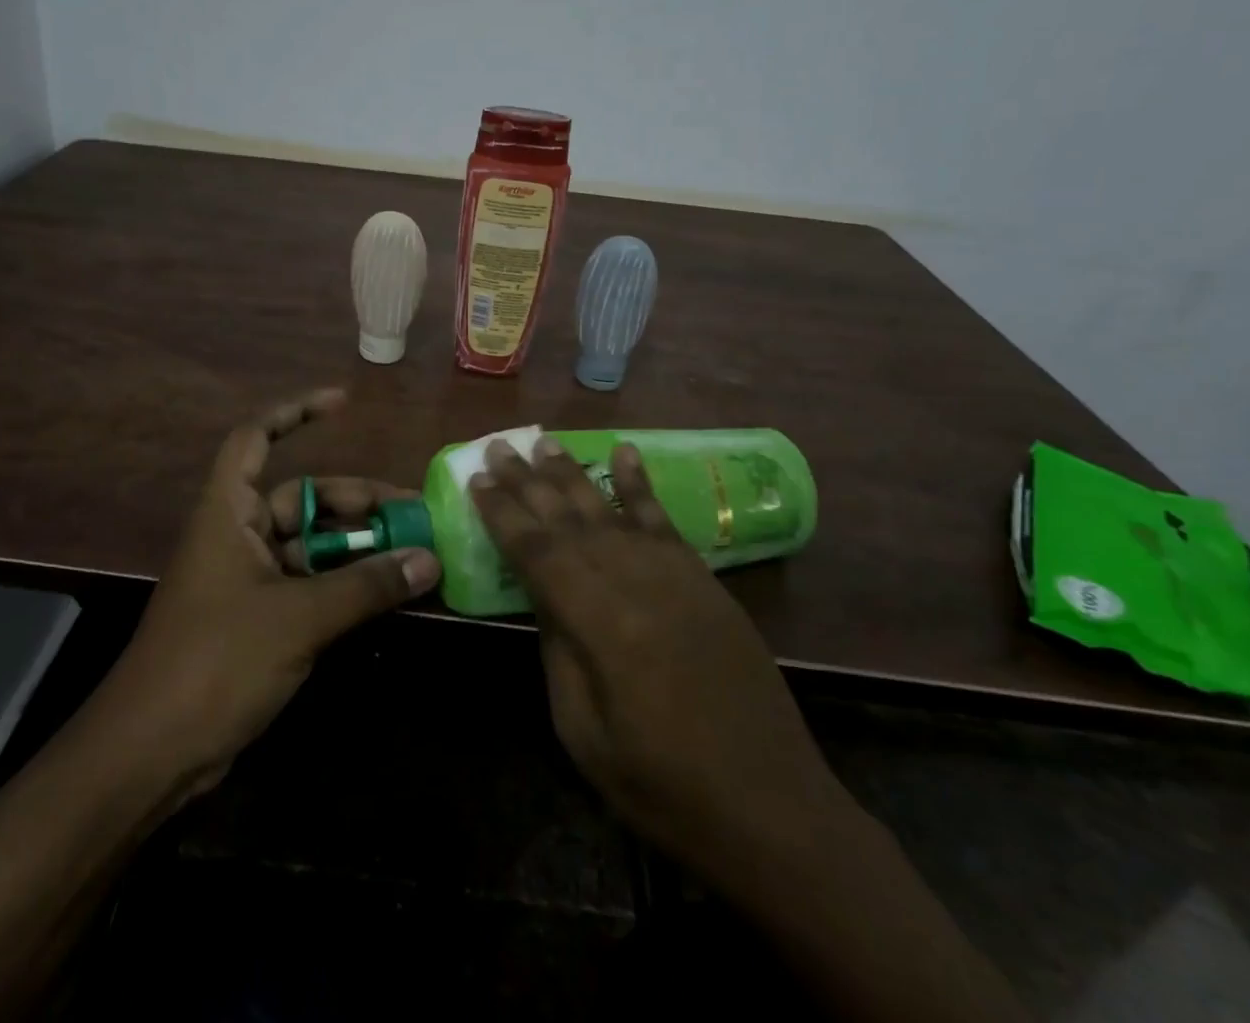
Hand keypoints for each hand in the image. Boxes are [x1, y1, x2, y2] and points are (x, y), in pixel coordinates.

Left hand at [87, 389, 440, 804]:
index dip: (296, 412)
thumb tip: (430, 559)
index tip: (344, 403)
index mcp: (228, 512)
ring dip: (357, 547)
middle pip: (301, 498)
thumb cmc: (215, 662)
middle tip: (411, 512)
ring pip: (311, 545)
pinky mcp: (257, 620)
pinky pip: (309, 584)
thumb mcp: (298, 618)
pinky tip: (385, 593)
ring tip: (412, 553)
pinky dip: (344, 584)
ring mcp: (247, 579)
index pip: (256, 438)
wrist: (151, 755)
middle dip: (355, 501)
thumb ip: (366, 586)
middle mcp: (237, 535)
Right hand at [470, 436, 851, 875]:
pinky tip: (623, 453)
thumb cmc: (665, 786)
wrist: (773, 807)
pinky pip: (664, 520)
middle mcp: (635, 582)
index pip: (537, 552)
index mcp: (600, 624)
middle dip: (527, 481)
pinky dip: (640, 484)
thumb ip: (558, 652)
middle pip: (569, 519)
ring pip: (610, 510)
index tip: (476, 480)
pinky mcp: (704, 579)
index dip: (503, 514)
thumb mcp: (584, 734)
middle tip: (497, 448)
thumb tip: (543, 595)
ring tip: (543, 442)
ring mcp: (675, 575)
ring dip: (573, 474)